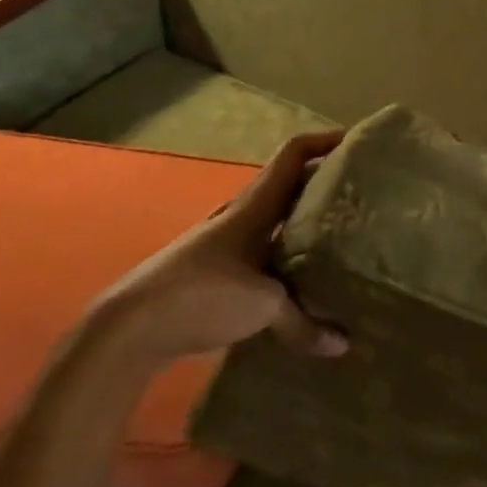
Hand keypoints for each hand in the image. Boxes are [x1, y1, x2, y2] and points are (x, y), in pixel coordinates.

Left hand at [90, 130, 348, 367]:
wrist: (126, 331)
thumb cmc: (200, 296)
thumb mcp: (263, 306)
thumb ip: (304, 322)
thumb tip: (342, 345)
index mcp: (254, 207)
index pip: (292, 155)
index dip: (324, 141)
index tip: (357, 142)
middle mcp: (240, 216)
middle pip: (288, 186)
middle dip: (322, 184)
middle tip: (360, 194)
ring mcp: (223, 243)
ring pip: (273, 220)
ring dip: (301, 221)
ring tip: (337, 234)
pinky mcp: (212, 272)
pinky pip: (260, 252)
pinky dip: (282, 255)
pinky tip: (297, 279)